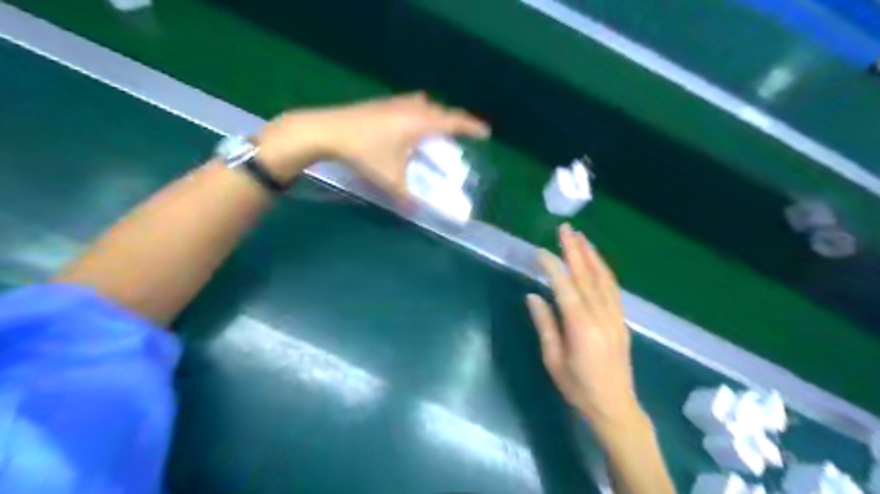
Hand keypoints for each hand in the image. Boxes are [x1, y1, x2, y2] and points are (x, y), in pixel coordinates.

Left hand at [254, 93, 491, 192]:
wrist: (327, 131)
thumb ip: (406, 198)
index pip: (454, 121)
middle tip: (458, 136)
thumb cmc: (364, 153)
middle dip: (453, 122)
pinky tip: (406, 128)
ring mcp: (394, 102)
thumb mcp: (389, 179)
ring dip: (433, 115)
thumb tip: (416, 214)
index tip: (486, 133)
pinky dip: (417, 113)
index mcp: (420, 122)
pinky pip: (408, 104)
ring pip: (423, 104)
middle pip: (440, 110)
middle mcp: (411, 108)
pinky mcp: (380, 103)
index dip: (472, 127)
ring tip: (433, 131)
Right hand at [525, 223, 644, 435]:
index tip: (540, 251)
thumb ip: (545, 325)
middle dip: (575, 250)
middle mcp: (601, 316)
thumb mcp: (553, 360)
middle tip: (565, 229)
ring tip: (581, 237)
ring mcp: (615, 316)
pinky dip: (604, 270)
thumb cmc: (578, 387)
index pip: (565, 287)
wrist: (615, 407)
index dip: (552, 266)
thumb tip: (533, 296)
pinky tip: (597, 261)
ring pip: (603, 278)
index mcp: (581, 327)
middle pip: (587, 276)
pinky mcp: (621, 320)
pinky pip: (613, 288)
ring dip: (591, 255)